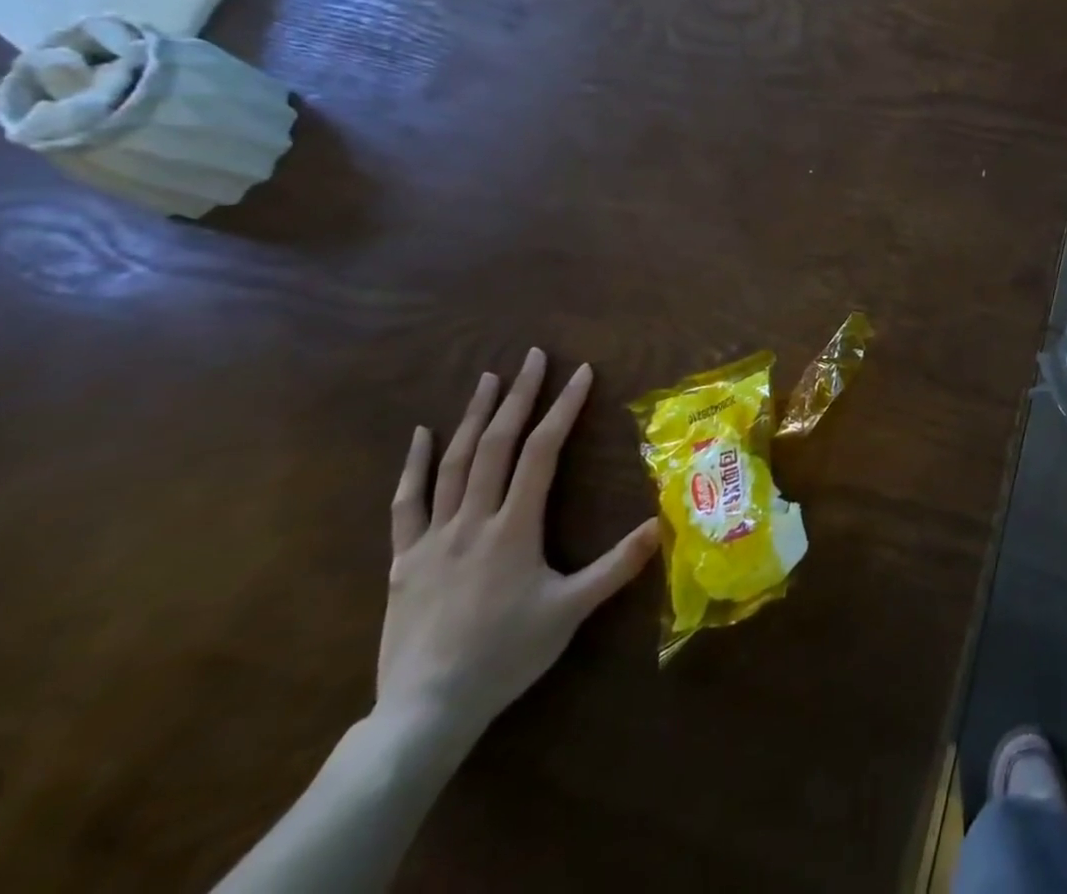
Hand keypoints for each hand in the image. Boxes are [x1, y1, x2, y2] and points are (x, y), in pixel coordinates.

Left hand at [380, 348, 658, 737]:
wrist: (426, 709)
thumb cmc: (506, 655)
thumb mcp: (571, 612)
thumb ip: (617, 566)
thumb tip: (662, 525)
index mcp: (514, 527)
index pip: (542, 452)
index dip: (562, 408)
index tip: (580, 373)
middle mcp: (472, 519)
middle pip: (496, 444)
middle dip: (519, 396)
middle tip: (534, 357)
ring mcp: (432, 537)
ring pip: (453, 463)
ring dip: (473, 416)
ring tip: (489, 378)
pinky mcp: (403, 559)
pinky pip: (407, 502)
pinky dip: (414, 464)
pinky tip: (422, 434)